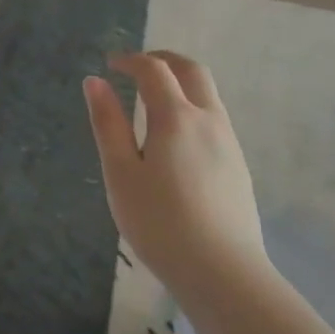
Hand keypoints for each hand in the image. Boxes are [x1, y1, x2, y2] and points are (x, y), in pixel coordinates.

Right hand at [84, 51, 266, 303]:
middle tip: (137, 66)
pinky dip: (192, 107)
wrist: (224, 273)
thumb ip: (108, 124)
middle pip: (192, 71)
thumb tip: (95, 81)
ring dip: (181, 83)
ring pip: (208, 95)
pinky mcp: (239, 166)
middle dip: (163, 60)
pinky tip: (176, 138)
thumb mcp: (121, 173)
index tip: (110, 64)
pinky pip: (215, 119)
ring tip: (152, 100)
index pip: (154, 70)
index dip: (130, 60)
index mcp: (176, 117)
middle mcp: (209, 120)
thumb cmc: (160, 222)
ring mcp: (229, 143)